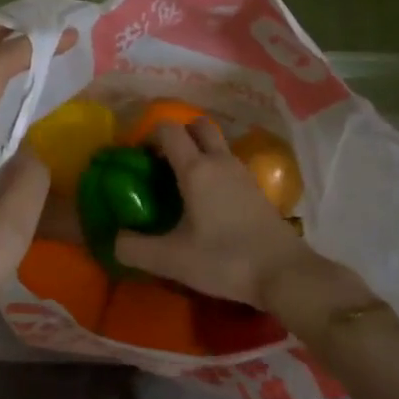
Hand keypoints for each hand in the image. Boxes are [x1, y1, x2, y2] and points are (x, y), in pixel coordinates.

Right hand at [113, 120, 314, 309]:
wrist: (283, 273)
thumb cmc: (224, 259)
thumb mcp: (172, 259)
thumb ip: (135, 249)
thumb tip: (114, 240)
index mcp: (196, 169)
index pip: (169, 130)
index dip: (150, 134)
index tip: (137, 155)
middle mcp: (220, 161)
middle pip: (198, 126)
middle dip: (178, 134)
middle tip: (162, 162)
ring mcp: (242, 173)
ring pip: (217, 145)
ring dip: (198, 151)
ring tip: (181, 182)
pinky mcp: (256, 189)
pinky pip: (229, 164)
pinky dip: (215, 169)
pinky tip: (208, 200)